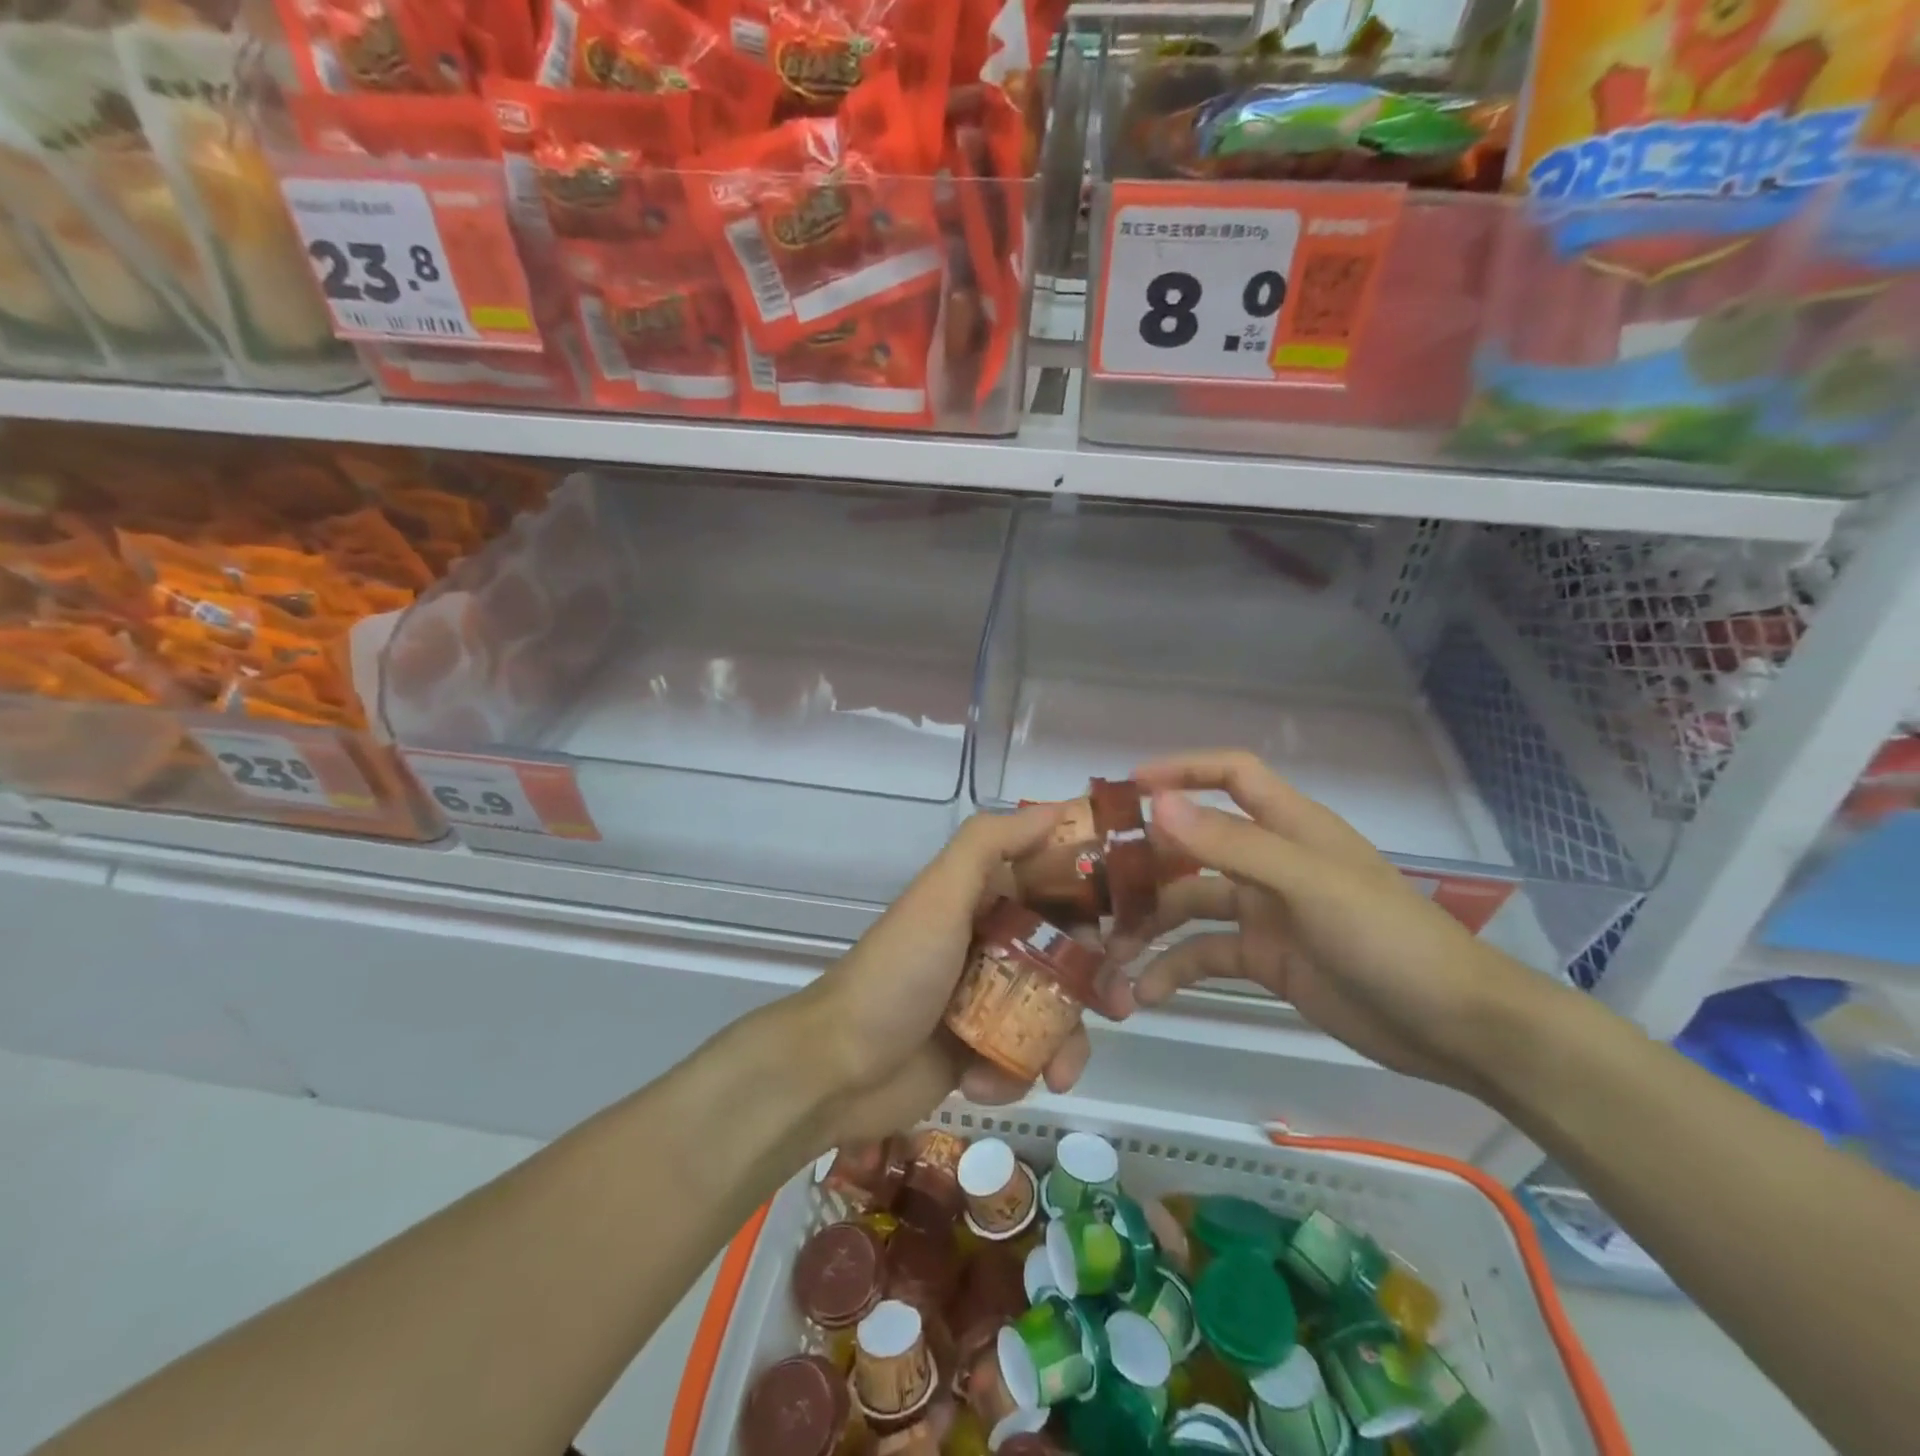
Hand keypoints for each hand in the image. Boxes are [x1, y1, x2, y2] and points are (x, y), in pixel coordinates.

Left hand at [804, 804, 1093, 1143]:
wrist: (835, 1069)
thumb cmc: (896, 974)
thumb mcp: (939, 896)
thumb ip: (989, 844)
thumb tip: (1056, 807)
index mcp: (982, 898)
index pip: (1053, 882)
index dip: (1096, 896)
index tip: (1135, 918)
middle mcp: (989, 941)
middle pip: (1065, 951)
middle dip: (1095, 977)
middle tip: (1120, 1001)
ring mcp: (986, 998)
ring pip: (1054, 1010)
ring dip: (1066, 1041)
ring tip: (1063, 1071)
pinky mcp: (980, 1050)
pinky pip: (1025, 1056)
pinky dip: (1019, 1072)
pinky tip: (988, 1085)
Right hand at [1101, 750, 1547, 1095]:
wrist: (1453, 1027)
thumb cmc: (1386, 938)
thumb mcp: (1307, 884)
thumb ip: (1232, 844)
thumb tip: (1158, 802)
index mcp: (1289, 827)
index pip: (1231, 775)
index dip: (1184, 769)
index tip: (1129, 788)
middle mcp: (1270, 862)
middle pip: (1194, 845)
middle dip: (1147, 863)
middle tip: (1096, 885)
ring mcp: (1265, 913)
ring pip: (1190, 905)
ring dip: (1150, 927)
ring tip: (1111, 954)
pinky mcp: (1264, 960)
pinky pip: (1205, 956)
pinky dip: (1174, 971)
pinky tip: (1145, 994)